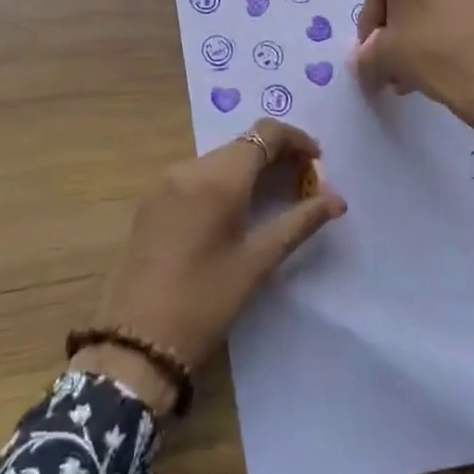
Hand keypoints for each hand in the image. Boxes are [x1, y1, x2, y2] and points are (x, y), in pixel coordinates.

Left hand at [71, 119, 345, 411]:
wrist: (135, 339)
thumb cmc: (205, 300)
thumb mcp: (258, 262)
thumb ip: (300, 222)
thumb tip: (337, 199)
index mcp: (219, 177)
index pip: (265, 133)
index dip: (296, 139)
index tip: (318, 162)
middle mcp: (190, 167)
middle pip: (243, 143)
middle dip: (277, 155)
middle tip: (303, 185)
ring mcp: (166, 181)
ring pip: (220, 158)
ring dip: (251, 168)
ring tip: (275, 199)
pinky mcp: (152, 199)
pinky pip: (198, 174)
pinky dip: (224, 180)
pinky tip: (236, 210)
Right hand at [354, 0, 473, 159]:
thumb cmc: (435, 56)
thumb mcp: (387, 57)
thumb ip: (367, 55)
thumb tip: (364, 59)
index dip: (368, 26)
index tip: (368, 56)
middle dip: (393, 32)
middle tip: (389, 65)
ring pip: (431, 6)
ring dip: (416, 36)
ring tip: (411, 74)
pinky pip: (456, 13)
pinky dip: (441, 34)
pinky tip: (437, 66)